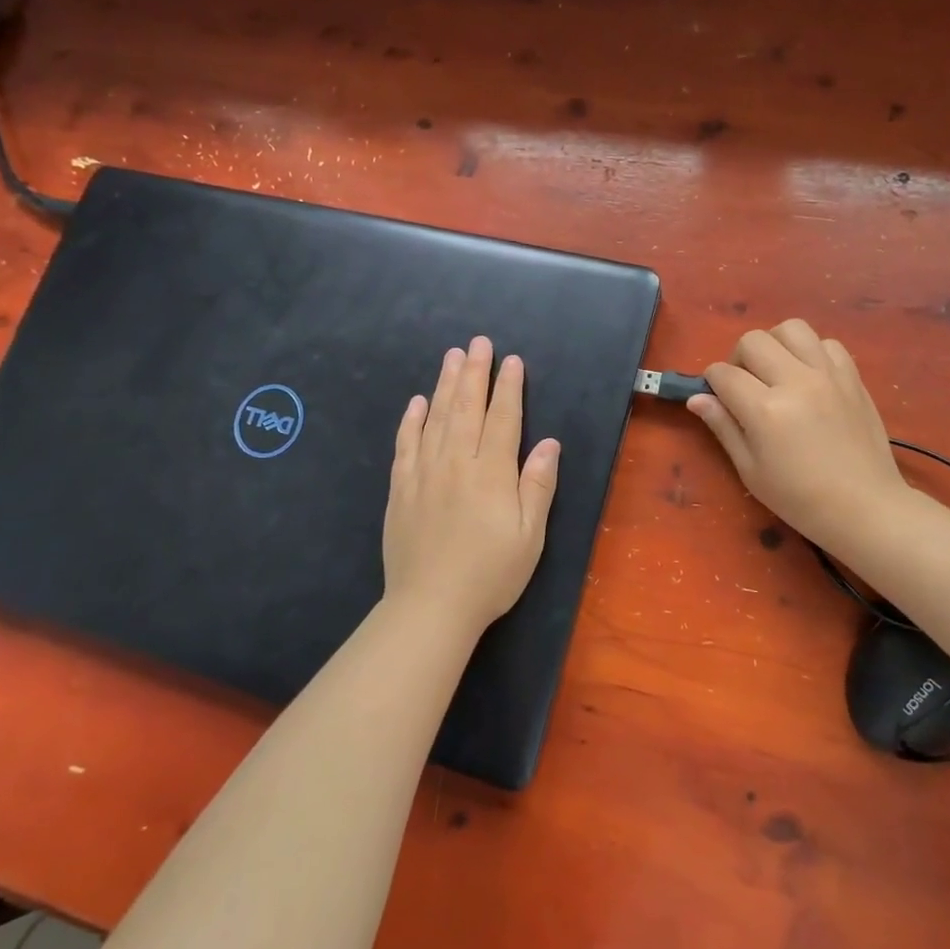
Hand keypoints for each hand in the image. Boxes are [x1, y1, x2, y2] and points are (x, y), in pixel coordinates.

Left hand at [383, 336, 560, 637]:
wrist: (430, 606)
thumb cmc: (490, 574)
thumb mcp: (529, 536)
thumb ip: (537, 485)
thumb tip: (548, 443)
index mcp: (491, 473)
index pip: (502, 419)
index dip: (508, 387)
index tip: (511, 361)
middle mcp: (456, 463)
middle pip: (466, 407)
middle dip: (474, 372)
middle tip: (478, 342)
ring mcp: (424, 473)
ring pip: (435, 418)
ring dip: (445, 384)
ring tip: (451, 357)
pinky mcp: (401, 489)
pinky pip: (405, 444)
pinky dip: (411, 420)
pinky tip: (416, 402)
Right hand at [689, 319, 917, 557]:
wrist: (864, 508)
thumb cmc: (799, 498)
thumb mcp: (750, 470)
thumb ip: (723, 427)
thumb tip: (697, 398)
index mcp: (765, 410)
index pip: (723, 373)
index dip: (712, 382)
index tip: (717, 396)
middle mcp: (796, 382)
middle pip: (753, 340)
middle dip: (739, 358)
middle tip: (746, 385)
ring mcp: (828, 375)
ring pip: (792, 328)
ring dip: (775, 344)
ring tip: (777, 370)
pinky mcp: (852, 377)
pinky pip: (827, 343)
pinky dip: (812, 352)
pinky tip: (810, 377)